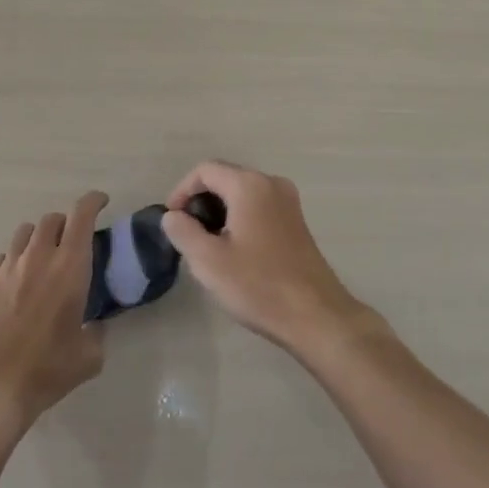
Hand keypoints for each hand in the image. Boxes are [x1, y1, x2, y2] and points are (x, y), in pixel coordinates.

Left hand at [0, 191, 107, 444]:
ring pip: (25, 232)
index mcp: (69, 266)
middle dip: (66, 223)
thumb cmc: (46, 369)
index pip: (82, 215)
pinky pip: (4, 257)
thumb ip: (97, 333)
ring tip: (44, 257)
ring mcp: (9, 267)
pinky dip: (16, 259)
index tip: (101, 202)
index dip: (93, 201)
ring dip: (39, 237)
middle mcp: (38, 256)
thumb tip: (95, 326)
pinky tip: (19, 280)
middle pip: (52, 219)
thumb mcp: (88, 357)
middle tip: (73, 241)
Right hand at [160, 161, 372, 354]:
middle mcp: (272, 183)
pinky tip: (235, 252)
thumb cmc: (258, 285)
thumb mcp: (208, 260)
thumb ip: (183, 231)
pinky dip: (240, 219)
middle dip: (201, 202)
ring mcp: (289, 202)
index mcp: (249, 185)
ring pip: (242, 194)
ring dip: (220, 212)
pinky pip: (259, 207)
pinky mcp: (297, 222)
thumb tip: (173, 216)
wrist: (316, 316)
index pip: (205, 170)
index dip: (182, 191)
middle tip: (187, 235)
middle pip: (225, 178)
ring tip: (207, 246)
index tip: (172, 220)